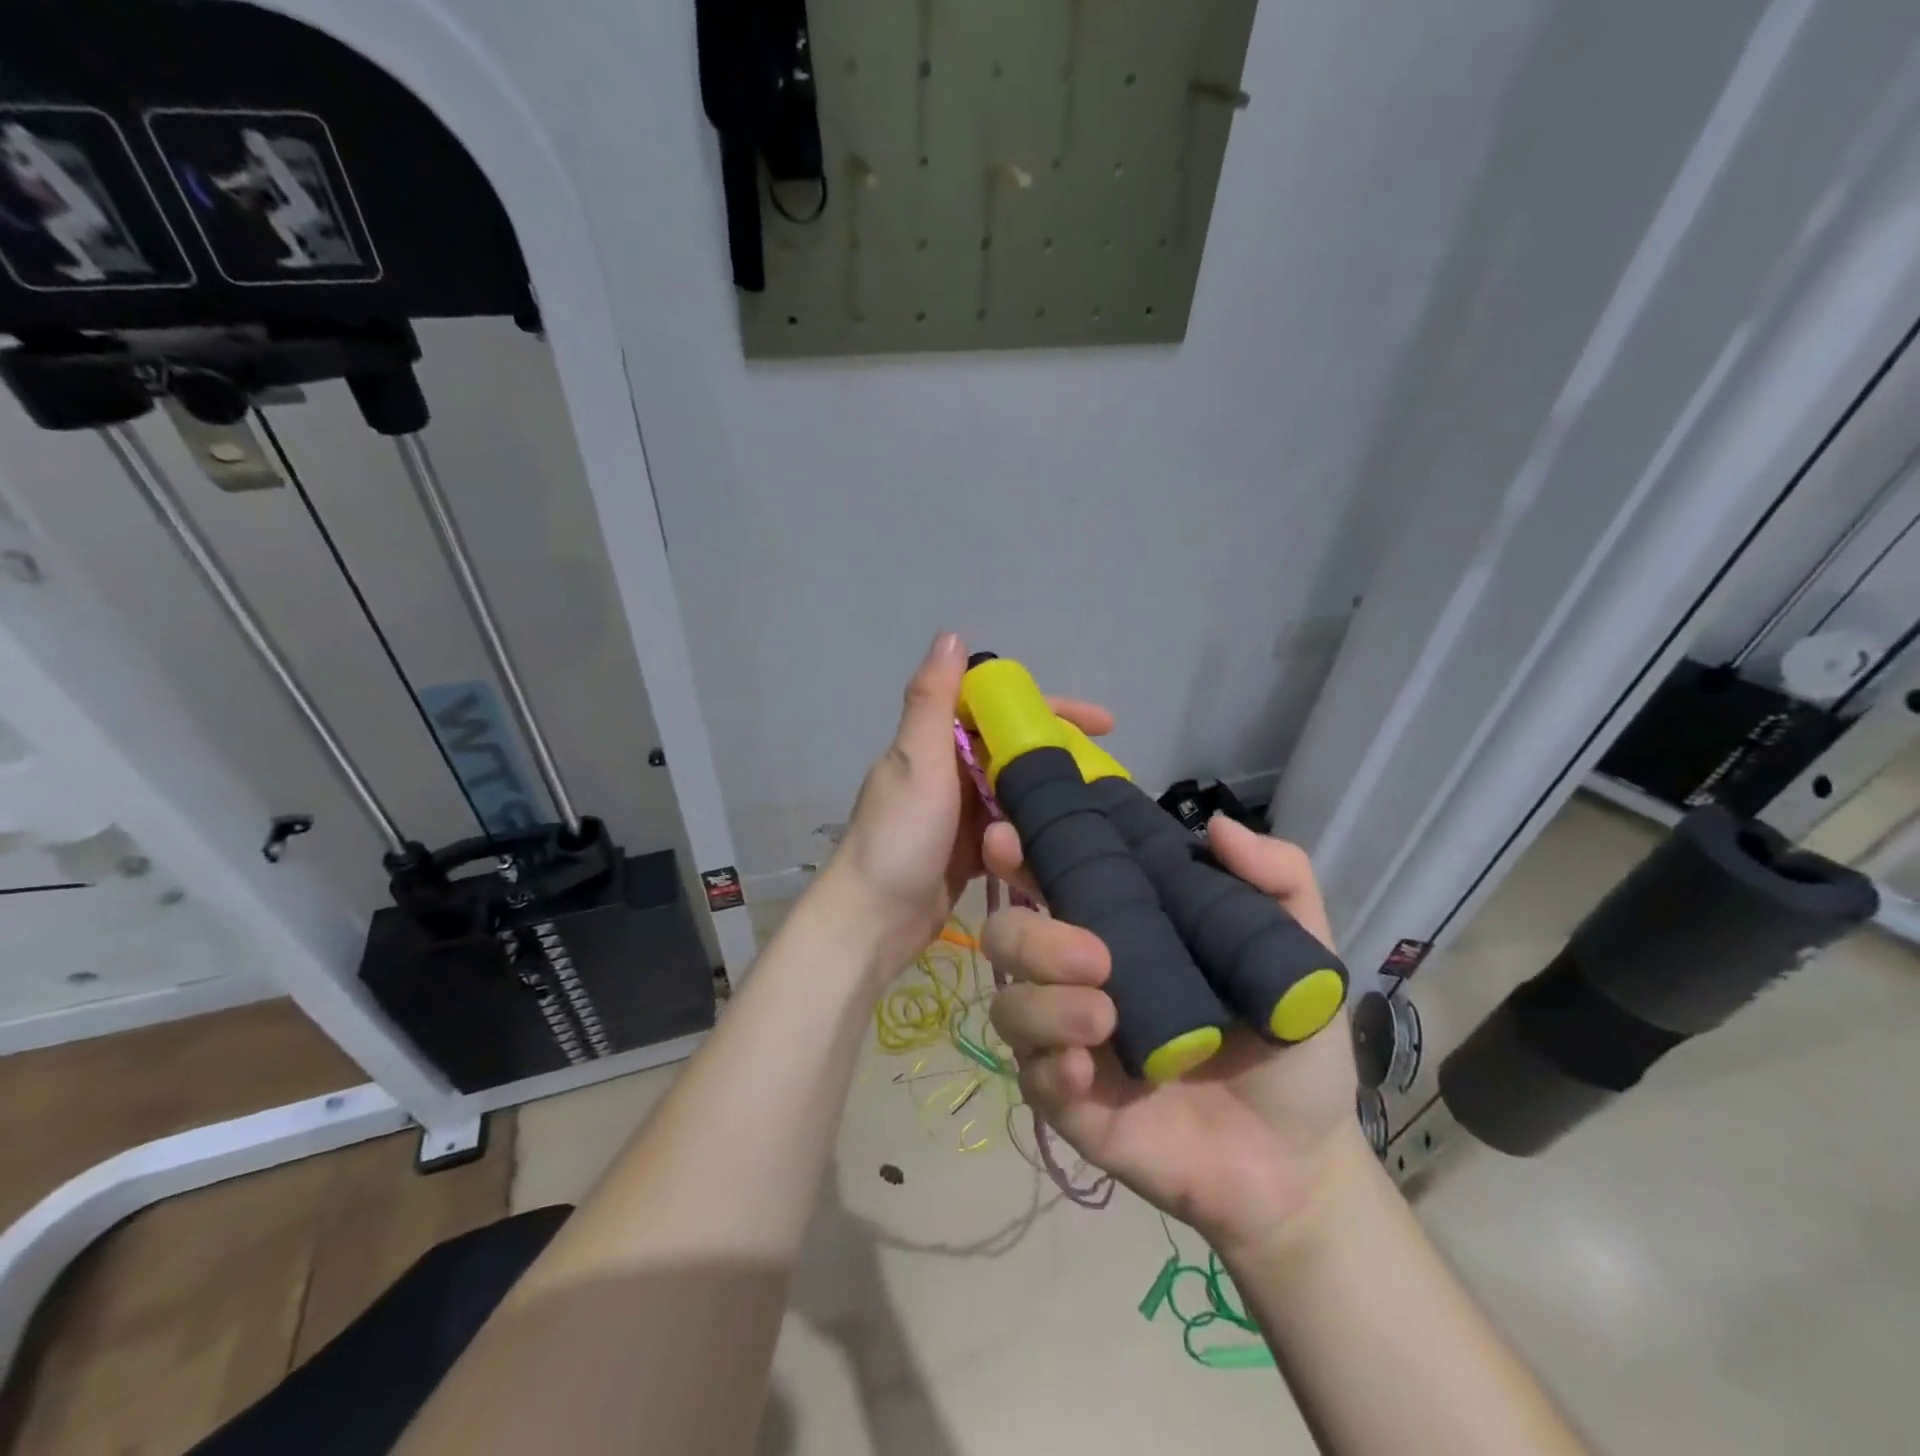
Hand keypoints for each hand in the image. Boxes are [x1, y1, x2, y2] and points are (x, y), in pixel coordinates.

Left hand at [826, 632, 1112, 975]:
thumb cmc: (898, 837)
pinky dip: (1033, 830)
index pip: (1001, 709)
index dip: (1050, 709)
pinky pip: (1010, 830)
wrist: (873, 921)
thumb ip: (932, 699)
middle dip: (1059, 754)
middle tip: (1110, 771)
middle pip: (1014, 750)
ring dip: (1049, 796)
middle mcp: (948, 770)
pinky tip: (1065, 838)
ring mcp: (959, 813)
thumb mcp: (916, 761)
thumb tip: (952, 634)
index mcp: (935, 742)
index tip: (1101, 722)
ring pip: (1016, 791)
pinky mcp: (969, 851)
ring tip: (1098, 808)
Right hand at [986, 816, 1361, 1254]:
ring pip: (1009, 1004)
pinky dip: (1049, 1065)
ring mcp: (1068, 1040)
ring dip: (1044, 1003)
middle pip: (1008, 937)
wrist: (1299, 1160)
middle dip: (1032, 936)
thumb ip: (1278, 879)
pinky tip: (1085, 1070)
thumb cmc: (1287, 1044)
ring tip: (1104, 1017)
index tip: (1009, 839)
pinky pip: (1031, 1076)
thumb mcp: (1300, 953)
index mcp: (1119, 929)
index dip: (1019, 855)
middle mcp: (1078, 976)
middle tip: (1095, 955)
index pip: (1050, 880)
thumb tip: (1216, 827)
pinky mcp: (1069, 1103)